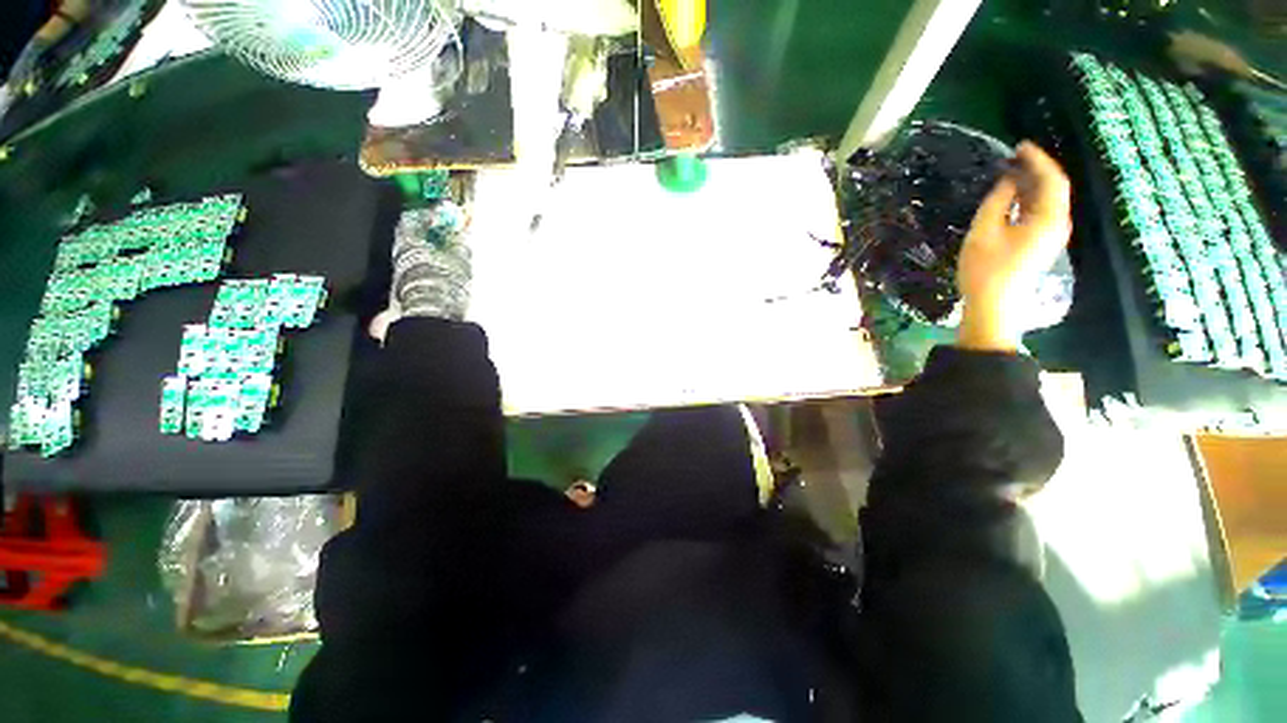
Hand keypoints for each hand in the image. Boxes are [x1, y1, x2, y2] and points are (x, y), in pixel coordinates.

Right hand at [957, 142, 1071, 351]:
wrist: (993, 304)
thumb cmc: (985, 268)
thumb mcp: (984, 231)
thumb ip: (997, 201)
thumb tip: (1007, 181)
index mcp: (1048, 218)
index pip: (1051, 179)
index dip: (1037, 159)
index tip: (1019, 146)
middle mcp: (1056, 224)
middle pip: (1054, 188)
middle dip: (1036, 169)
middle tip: (1014, 156)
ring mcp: (1050, 235)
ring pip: (1048, 200)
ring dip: (1032, 184)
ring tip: (1011, 172)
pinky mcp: (1040, 243)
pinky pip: (1040, 213)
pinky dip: (1029, 199)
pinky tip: (1013, 196)